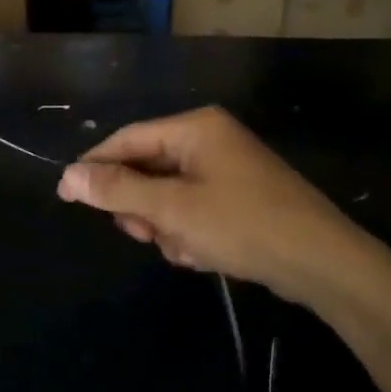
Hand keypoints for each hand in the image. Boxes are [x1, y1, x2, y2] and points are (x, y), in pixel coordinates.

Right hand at [56, 107, 367, 305]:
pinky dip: (190, 232)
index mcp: (195, 128)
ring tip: (184, 249)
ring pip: (168, 194)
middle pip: (148, 168)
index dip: (95, 166)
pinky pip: (193, 208)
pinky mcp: (239, 197)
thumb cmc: (243, 225)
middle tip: (143, 234)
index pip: (128, 138)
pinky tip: (204, 255)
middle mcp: (209, 139)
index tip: (66, 195)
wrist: (323, 263)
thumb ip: (118, 191)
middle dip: (142, 206)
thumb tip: (69, 176)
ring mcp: (227, 168)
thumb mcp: (173, 209)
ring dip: (166, 225)